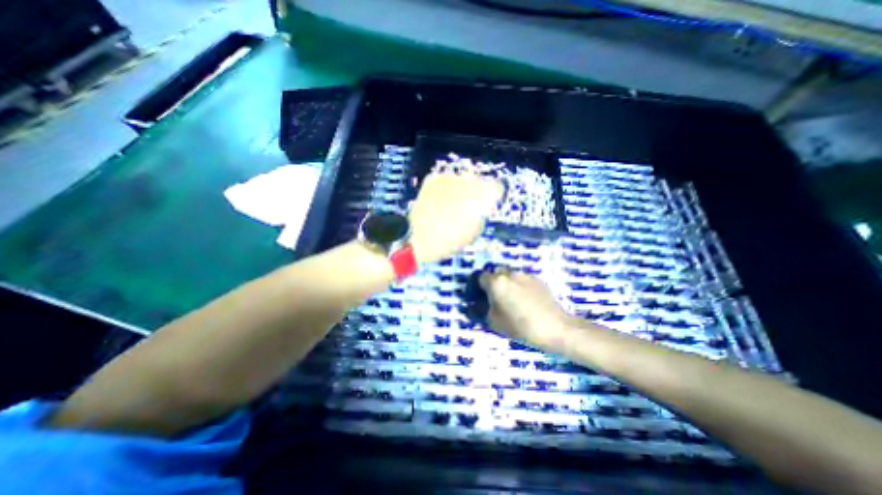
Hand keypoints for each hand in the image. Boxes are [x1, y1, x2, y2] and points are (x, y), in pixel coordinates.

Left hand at [407, 173, 502, 262]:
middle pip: (479, 181)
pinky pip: (446, 180)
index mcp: (479, 196)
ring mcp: (448, 178)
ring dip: (462, 190)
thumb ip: (482, 215)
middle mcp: (465, 181)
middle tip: (469, 206)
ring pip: (462, 179)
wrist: (418, 238)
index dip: (494, 197)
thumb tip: (482, 207)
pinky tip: (442, 201)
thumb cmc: (449, 240)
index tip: (489, 205)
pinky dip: (447, 189)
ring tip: (453, 205)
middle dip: (477, 192)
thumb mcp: (473, 232)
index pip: (496, 187)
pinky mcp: (433, 180)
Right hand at [479, 270, 575, 350]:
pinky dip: (520, 286)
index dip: (479, 287)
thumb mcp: (495, 322)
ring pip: (510, 275)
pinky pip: (523, 279)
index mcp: (496, 282)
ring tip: (512, 299)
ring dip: (507, 283)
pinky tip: (526, 300)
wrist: (555, 327)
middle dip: (493, 282)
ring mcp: (525, 275)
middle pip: (496, 273)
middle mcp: (510, 273)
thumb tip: (477, 305)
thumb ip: (482, 310)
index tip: (481, 297)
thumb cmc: (521, 326)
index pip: (480, 277)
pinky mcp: (538, 279)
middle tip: (496, 298)